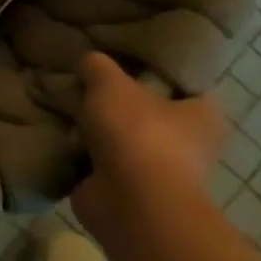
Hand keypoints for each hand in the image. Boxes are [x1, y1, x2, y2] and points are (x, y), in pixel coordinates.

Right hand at [69, 52, 224, 242]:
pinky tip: (58, 132)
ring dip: (97, 128)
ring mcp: (158, 172)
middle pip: (149, 112)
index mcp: (201, 115)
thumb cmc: (137, 133)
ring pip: (122, 138)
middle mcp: (188, 145)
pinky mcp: (128, 192)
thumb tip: (87, 63)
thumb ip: (97, 65)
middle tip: (87, 79)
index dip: (159, 69)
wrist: (130, 204)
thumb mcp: (109, 81)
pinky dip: (81, 153)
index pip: (186, 84)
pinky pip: (100, 163)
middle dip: (120, 101)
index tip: (128, 57)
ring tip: (65, 103)